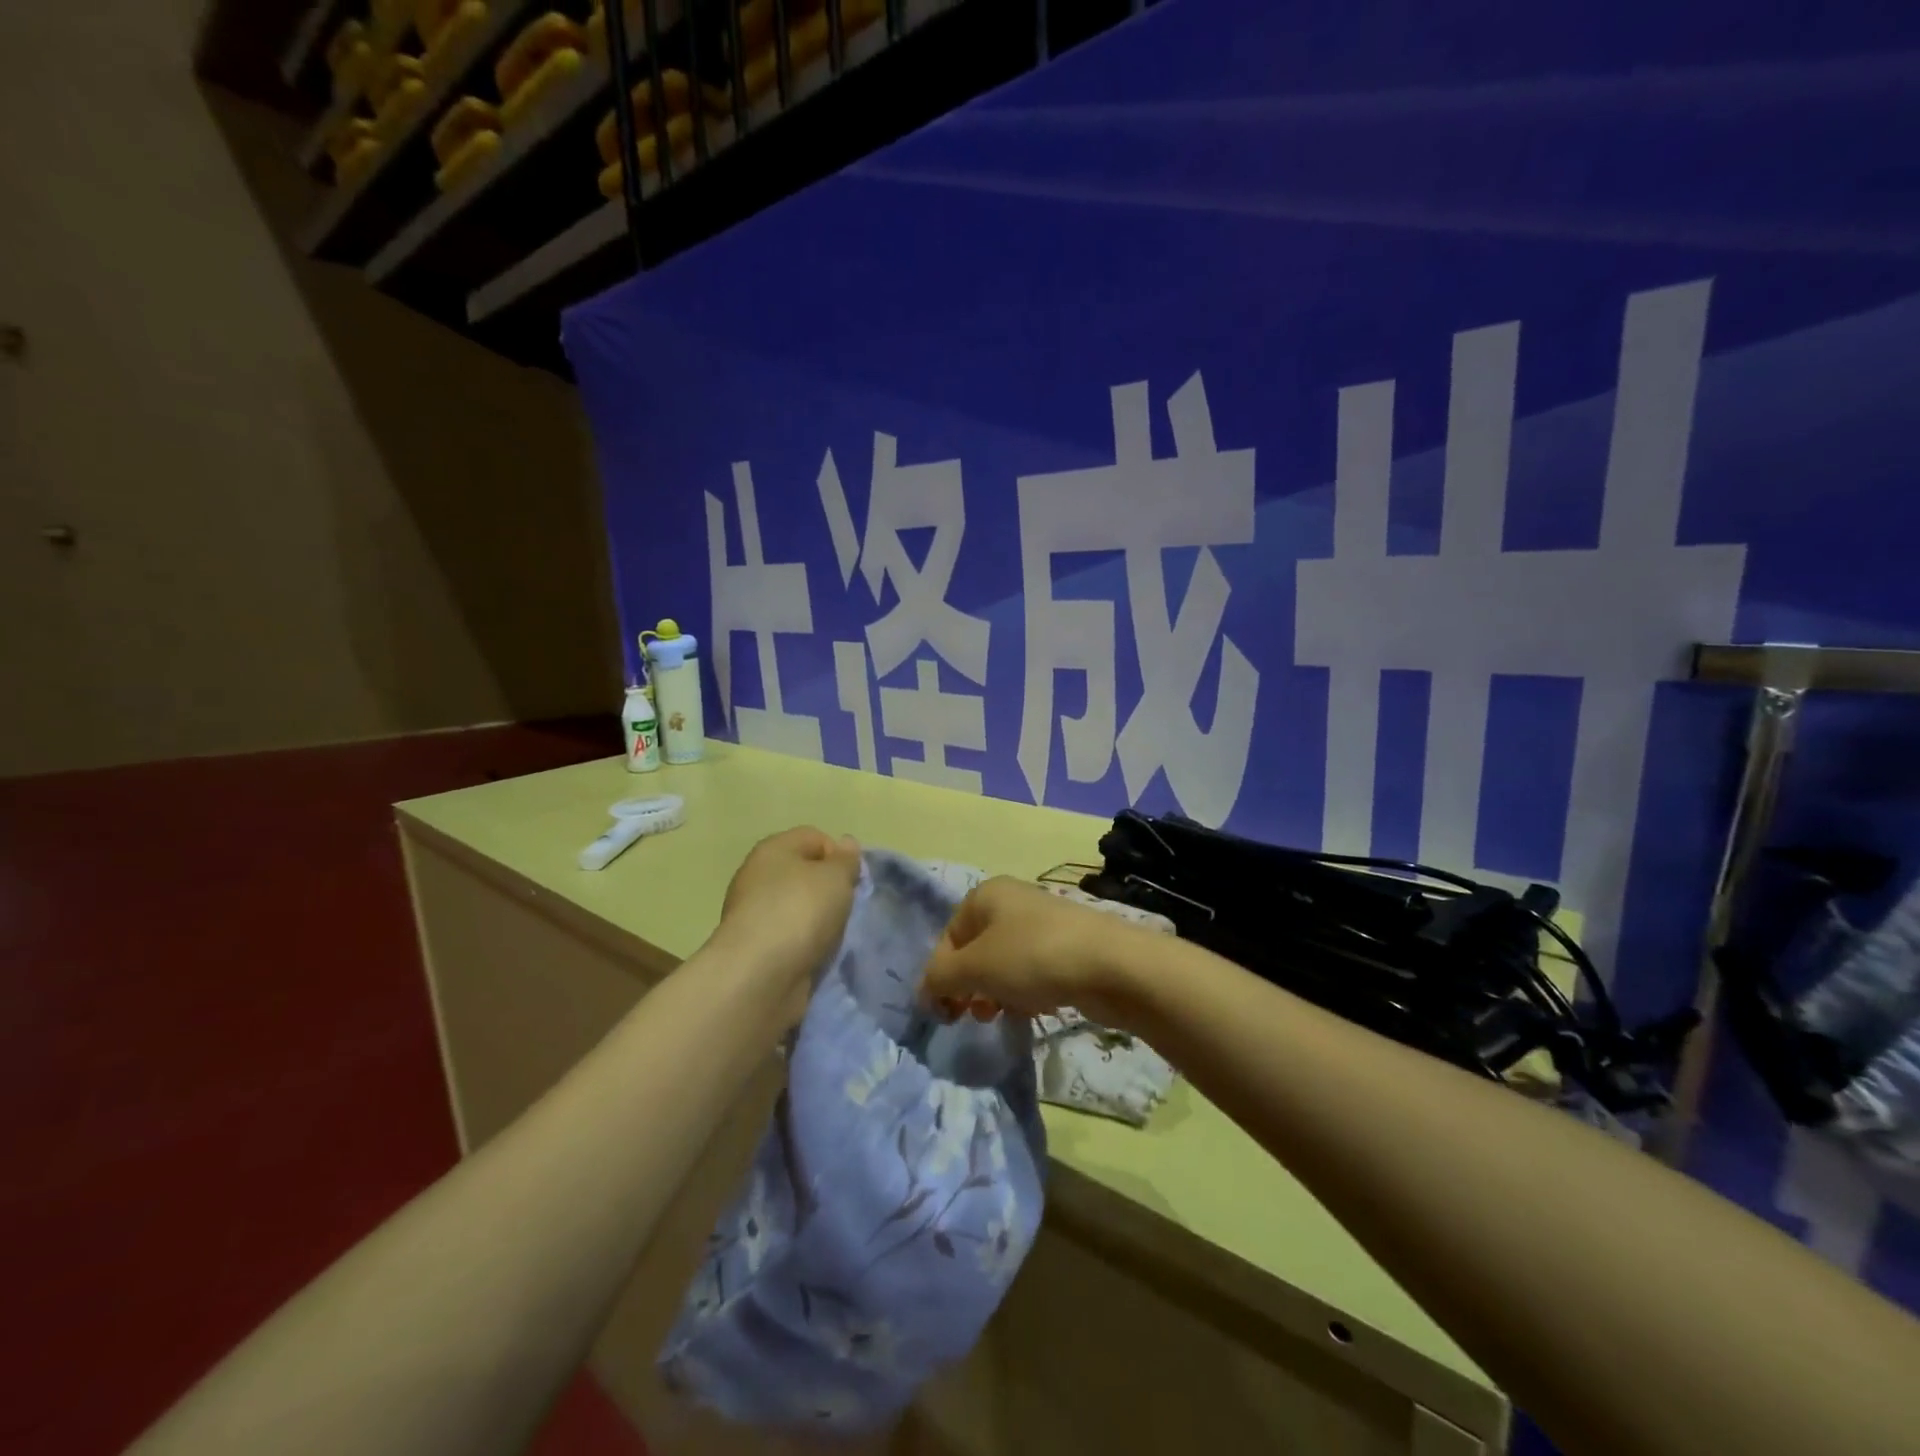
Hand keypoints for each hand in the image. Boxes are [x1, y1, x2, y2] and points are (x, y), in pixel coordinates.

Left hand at [715, 827, 861, 994]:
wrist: (759, 976)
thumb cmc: (800, 912)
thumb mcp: (835, 877)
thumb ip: (845, 860)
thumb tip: (846, 843)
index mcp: (773, 849)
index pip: (814, 837)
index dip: (838, 855)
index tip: (852, 881)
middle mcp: (758, 876)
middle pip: (805, 874)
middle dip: (830, 890)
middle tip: (846, 908)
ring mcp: (754, 913)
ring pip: (799, 908)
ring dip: (819, 920)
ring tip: (833, 936)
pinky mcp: (756, 947)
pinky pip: (791, 937)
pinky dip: (806, 944)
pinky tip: (816, 955)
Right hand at [921, 877, 1141, 1028]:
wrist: (1110, 966)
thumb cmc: (1032, 957)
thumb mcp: (974, 968)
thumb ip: (940, 978)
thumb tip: (926, 990)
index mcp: (985, 894)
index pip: (948, 937)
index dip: (941, 975)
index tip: (946, 1012)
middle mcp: (1012, 902)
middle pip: (976, 949)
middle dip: (970, 985)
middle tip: (974, 1015)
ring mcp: (1043, 923)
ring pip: (1004, 963)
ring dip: (997, 992)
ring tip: (1003, 1014)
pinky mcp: (1067, 947)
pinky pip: (1033, 971)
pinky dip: (1027, 991)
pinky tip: (1036, 1008)